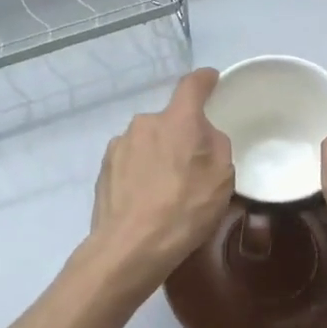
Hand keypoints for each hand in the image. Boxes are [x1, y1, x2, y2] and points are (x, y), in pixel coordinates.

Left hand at [83, 68, 234, 298]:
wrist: (130, 247)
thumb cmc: (184, 209)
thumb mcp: (222, 178)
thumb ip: (217, 145)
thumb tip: (204, 136)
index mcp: (178, 120)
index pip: (192, 85)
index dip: (204, 80)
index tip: (211, 80)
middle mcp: (145, 122)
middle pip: (170, 120)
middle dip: (181, 135)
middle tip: (192, 166)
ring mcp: (120, 144)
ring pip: (148, 141)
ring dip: (158, 155)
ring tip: (165, 189)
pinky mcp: (104, 167)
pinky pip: (130, 160)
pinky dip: (140, 172)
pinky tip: (145, 199)